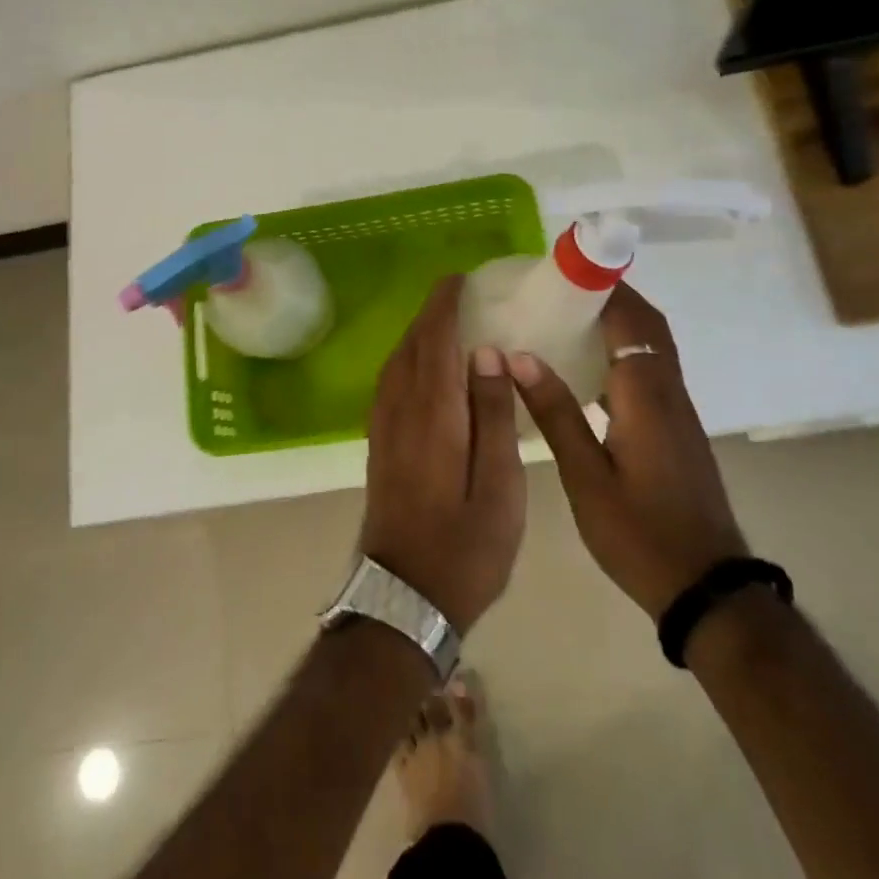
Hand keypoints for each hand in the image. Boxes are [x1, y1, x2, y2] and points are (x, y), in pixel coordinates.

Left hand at [361, 277, 526, 632]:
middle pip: (411, 346)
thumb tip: (486, 354)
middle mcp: (401, 411)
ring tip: (446, 324)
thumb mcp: (499, 487)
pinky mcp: (379, 446)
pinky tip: (424, 369)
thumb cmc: (465, 548)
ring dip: (417, 335)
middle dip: (431, 314)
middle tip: (459, 295)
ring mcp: (383, 429)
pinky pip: (390, 385)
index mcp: (434, 415)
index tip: (460, 280)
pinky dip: (407, 361)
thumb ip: (491, 415)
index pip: (435, 341)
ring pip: (396, 364)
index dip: (444, 305)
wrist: (403, 598)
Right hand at [508, 282, 746, 620]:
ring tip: (568, 315)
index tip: (567, 266)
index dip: (603, 286)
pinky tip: (588, 368)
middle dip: (612, 295)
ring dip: (620, 320)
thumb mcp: (585, 477)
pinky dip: (624, 351)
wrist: (706, 586)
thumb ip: (555, 413)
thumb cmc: (640, 534)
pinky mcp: (676, 429)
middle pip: (649, 325)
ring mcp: (677, 412)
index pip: (630, 320)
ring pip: (653, 346)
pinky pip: (651, 370)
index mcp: (646, 396)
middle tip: (562, 286)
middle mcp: (668, 392)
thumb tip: (520, 357)